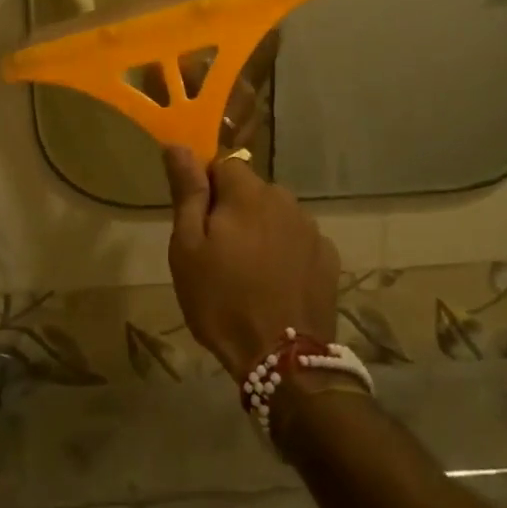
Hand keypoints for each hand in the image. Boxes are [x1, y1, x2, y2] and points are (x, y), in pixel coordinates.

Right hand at [165, 150, 339, 379]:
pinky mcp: (328, 258)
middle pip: (251, 191)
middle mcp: (285, 200)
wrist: (284, 362)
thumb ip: (188, 192)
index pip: (223, 164)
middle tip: (218, 253)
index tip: (198, 221)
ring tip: (248, 273)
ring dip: (261, 231)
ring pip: (275, 216)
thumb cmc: (223, 300)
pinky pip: (297, 241)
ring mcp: (311, 229)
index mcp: (248, 193)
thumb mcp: (188, 247)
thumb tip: (178, 146)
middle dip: (235, 211)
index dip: (207, 188)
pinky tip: (276, 284)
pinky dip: (285, 253)